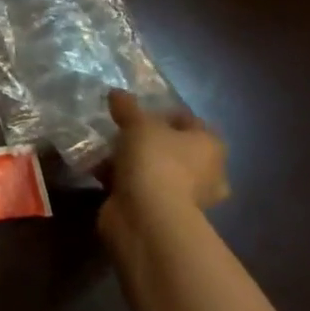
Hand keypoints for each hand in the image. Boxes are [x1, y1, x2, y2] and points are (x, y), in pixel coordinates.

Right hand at [98, 90, 229, 250]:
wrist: (148, 217)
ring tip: (104, 149)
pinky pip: (140, 187)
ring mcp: (185, 197)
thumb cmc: (155, 160)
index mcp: (210, 146)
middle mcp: (206, 172)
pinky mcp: (162, 213)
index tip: (138, 110)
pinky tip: (99, 171)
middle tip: (122, 131)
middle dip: (147, 141)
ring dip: (132, 161)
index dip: (164, 113)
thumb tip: (117, 93)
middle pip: (172, 148)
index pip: (189, 121)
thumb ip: (127, 107)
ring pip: (155, 169)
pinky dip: (122, 180)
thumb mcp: (138, 123)